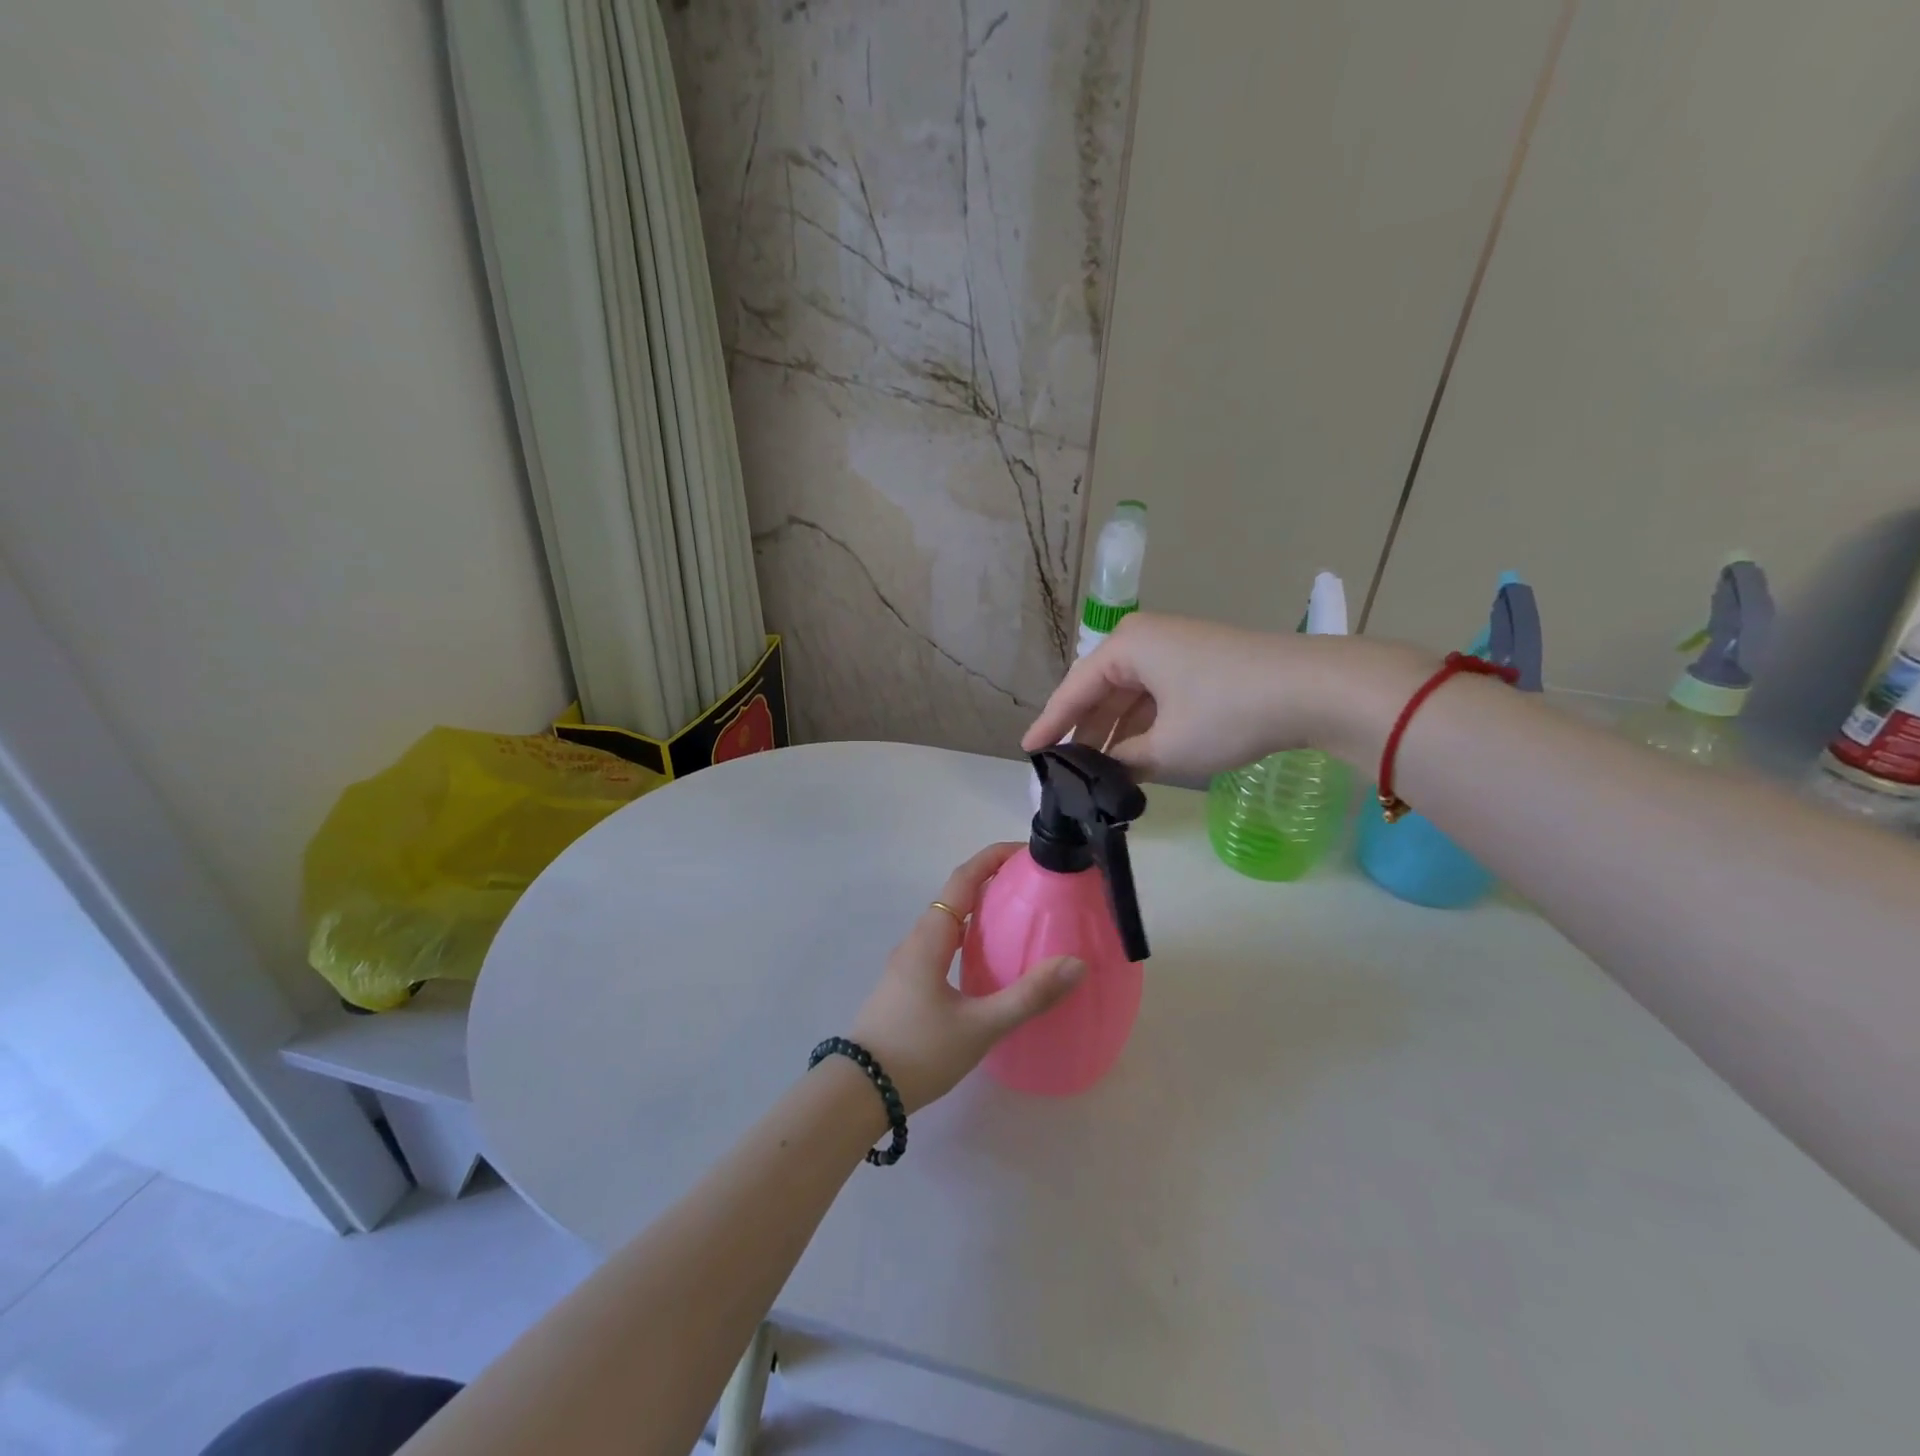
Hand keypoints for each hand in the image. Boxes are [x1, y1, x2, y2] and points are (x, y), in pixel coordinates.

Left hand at [849, 843, 1085, 1111]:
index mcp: (930, 937)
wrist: (861, 1092)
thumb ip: (1028, 996)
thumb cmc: (919, 1052)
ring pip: (948, 921)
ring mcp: (908, 962)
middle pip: (956, 894)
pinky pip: (943, 943)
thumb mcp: (980, 1026)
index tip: (1027, 851)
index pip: (964, 878)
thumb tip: (1075, 963)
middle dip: (993, 880)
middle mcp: (917, 940)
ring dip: (980, 909)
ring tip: (1019, 917)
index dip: (993, 857)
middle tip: (1034, 885)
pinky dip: (969, 936)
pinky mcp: (908, 984)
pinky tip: (989, 961)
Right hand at [1020, 613, 1320, 779]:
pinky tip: (1137, 753)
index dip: (1051, 725)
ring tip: (1098, 769)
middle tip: (1065, 768)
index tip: (1028, 752)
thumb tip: (1108, 770)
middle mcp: (1145, 638)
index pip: (1074, 690)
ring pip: (1130, 694)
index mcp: (1126, 646)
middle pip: (1101, 689)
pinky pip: (1155, 694)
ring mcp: (1174, 647)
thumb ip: (1126, 759)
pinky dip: (1144, 724)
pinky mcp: (1199, 661)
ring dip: (1116, 731)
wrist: (1313, 689)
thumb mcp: (1168, 746)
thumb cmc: (1228, 712)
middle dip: (1085, 730)